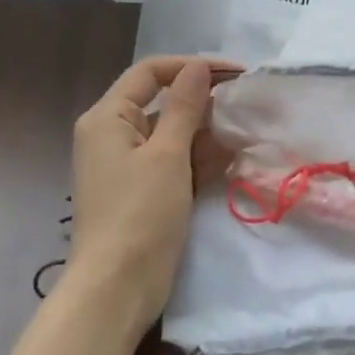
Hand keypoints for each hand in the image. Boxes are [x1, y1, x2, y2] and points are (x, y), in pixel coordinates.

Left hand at [67, 56, 232, 338]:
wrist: (118, 287)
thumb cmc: (139, 214)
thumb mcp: (166, 155)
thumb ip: (184, 108)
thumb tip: (199, 68)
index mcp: (107, 118)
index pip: (151, 73)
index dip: (192, 67)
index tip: (236, 73)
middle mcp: (114, 135)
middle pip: (163, 103)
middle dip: (204, 102)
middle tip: (247, 105)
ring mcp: (130, 166)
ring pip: (173, 135)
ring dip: (207, 133)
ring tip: (246, 132)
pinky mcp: (146, 192)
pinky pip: (175, 163)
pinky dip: (200, 159)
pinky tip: (233, 158)